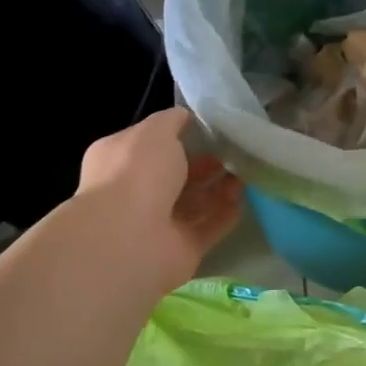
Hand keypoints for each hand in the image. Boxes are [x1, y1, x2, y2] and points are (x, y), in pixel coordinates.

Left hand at [75, 108, 243, 291]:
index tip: (209, 129)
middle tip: (234, 154)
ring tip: (245, 176)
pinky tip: (243, 202)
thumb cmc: (137, 174)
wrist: (130, 238)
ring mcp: (157, 224)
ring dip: (218, 190)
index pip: (150, 145)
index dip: (178, 136)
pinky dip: (224, 216)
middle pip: (175, 176)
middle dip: (203, 164)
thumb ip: (171, 121)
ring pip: (193, 203)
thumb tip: (184, 117)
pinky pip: (207, 229)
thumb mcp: (155, 132)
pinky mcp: (180, 249)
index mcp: (120, 160)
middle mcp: (135, 192)